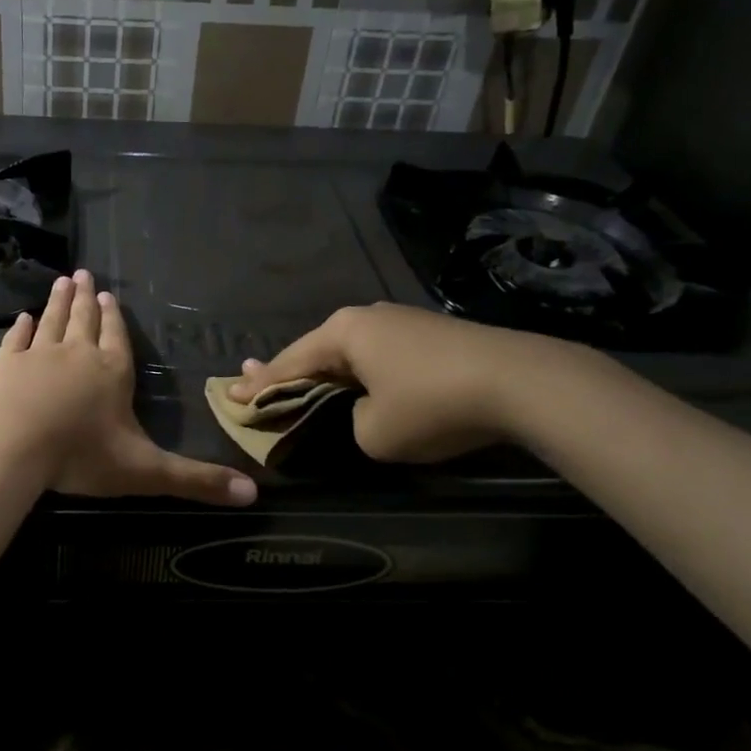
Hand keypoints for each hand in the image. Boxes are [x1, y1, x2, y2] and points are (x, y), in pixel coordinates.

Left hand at [0, 270, 256, 505]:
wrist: (15, 448)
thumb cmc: (82, 456)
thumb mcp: (146, 471)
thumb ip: (196, 480)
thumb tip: (252, 494)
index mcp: (112, 372)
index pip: (117, 338)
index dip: (114, 318)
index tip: (109, 295)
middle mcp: (78, 354)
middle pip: (84, 320)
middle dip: (86, 298)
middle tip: (83, 274)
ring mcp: (39, 356)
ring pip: (52, 321)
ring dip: (57, 302)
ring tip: (62, 282)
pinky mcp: (6, 366)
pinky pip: (16, 340)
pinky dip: (20, 328)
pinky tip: (22, 318)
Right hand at [230, 303, 555, 462]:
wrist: (521, 382)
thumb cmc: (432, 405)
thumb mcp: (374, 432)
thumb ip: (350, 424)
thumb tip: (364, 412)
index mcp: (343, 333)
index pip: (289, 363)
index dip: (259, 386)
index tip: (230, 394)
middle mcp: (367, 317)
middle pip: (316, 351)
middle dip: (287, 371)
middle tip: (256, 384)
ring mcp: (402, 321)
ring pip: (351, 352)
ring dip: (327, 372)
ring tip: (303, 383)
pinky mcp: (432, 335)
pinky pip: (381, 356)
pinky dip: (362, 373)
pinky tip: (360, 382)